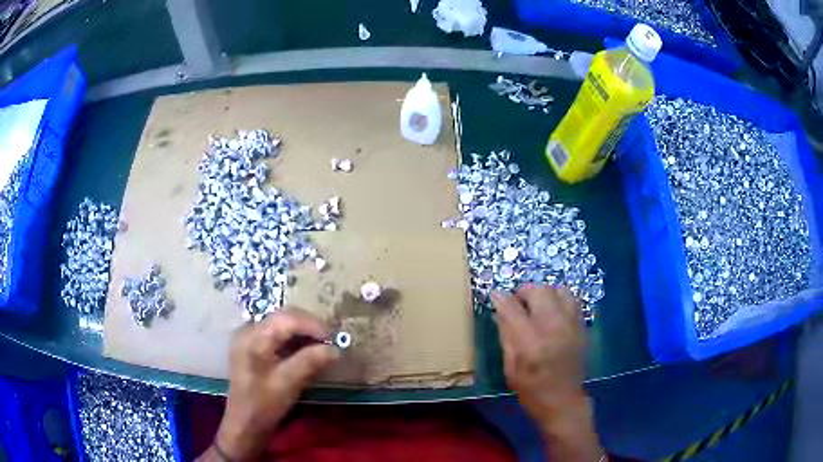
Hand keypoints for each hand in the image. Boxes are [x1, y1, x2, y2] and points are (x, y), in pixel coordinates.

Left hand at [210, 309, 339, 460]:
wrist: (245, 423)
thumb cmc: (264, 404)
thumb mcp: (288, 383)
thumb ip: (310, 362)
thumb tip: (336, 349)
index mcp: (253, 337)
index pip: (287, 318)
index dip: (313, 325)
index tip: (334, 339)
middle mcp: (248, 330)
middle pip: (283, 317)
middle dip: (309, 327)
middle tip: (330, 342)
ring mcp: (248, 337)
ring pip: (281, 324)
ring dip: (302, 332)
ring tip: (321, 346)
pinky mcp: (252, 346)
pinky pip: (276, 334)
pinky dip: (293, 339)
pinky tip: (305, 351)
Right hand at [493, 285, 603, 461]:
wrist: (564, 401)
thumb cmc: (531, 390)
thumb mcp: (510, 367)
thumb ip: (506, 335)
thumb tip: (499, 310)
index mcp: (531, 343)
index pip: (513, 308)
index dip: (501, 298)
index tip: (495, 296)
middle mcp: (553, 328)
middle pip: (539, 291)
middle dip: (524, 292)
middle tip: (517, 303)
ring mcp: (571, 325)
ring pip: (558, 289)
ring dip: (544, 293)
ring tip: (536, 306)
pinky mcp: (582, 326)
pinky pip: (571, 299)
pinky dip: (559, 299)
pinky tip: (552, 312)